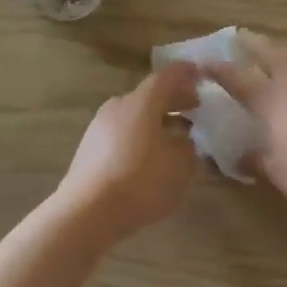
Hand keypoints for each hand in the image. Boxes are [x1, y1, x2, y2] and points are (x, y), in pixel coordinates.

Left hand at [57, 63, 203, 240]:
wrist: (86, 212)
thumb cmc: (140, 182)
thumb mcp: (179, 167)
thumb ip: (187, 148)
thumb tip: (183, 140)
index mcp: (142, 102)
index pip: (166, 77)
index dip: (185, 73)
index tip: (200, 73)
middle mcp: (118, 106)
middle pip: (149, 95)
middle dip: (174, 99)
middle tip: (194, 106)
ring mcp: (99, 126)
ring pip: (135, 114)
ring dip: (156, 119)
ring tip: (175, 134)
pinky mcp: (89, 148)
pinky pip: (122, 132)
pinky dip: (140, 135)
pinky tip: (149, 155)